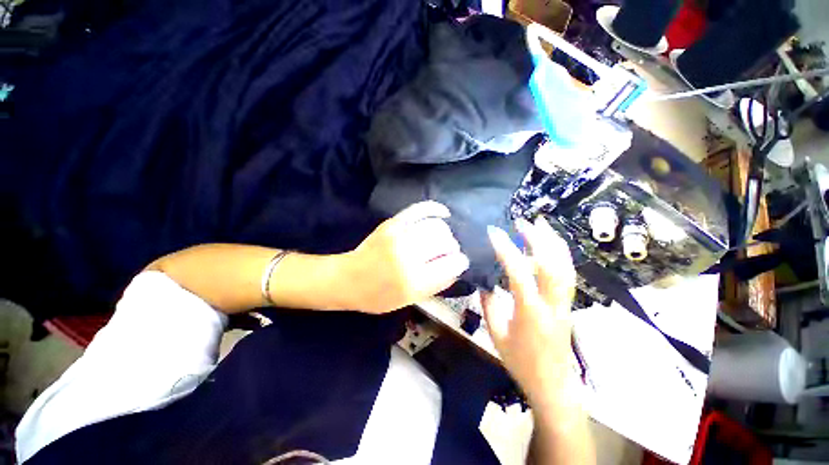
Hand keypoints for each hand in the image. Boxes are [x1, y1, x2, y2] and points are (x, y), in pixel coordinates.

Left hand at [342, 201, 469, 313]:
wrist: (348, 278)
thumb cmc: (378, 296)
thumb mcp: (409, 300)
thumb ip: (437, 285)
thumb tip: (457, 267)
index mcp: (413, 281)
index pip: (451, 264)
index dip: (460, 262)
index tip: (459, 263)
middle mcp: (408, 256)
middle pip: (446, 242)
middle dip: (452, 248)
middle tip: (448, 253)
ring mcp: (399, 235)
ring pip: (437, 226)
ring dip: (445, 233)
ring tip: (441, 239)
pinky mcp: (392, 223)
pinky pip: (420, 209)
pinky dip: (436, 209)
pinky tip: (443, 213)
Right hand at [482, 217, 576, 403]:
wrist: (553, 385)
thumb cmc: (521, 362)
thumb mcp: (496, 334)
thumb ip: (488, 304)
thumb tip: (485, 282)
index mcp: (530, 313)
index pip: (519, 273)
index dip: (506, 249)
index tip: (494, 232)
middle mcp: (552, 304)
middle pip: (552, 263)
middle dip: (537, 238)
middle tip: (522, 221)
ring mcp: (564, 303)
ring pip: (565, 265)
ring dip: (553, 241)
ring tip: (541, 224)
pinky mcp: (568, 303)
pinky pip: (567, 273)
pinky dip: (559, 253)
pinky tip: (550, 244)